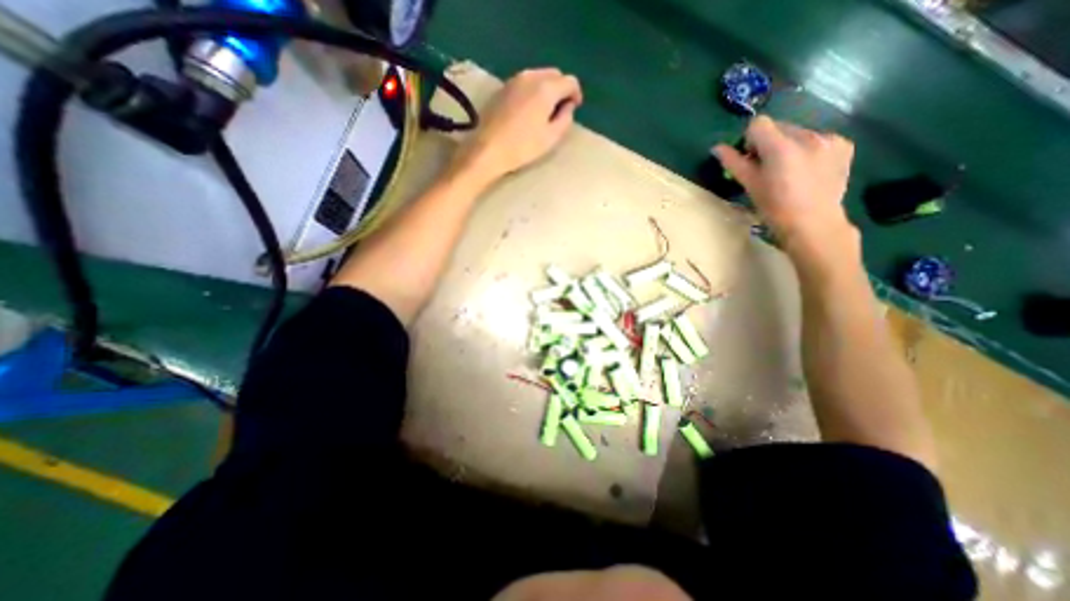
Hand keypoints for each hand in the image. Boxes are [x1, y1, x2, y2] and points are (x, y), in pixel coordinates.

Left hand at [450, 68, 582, 184]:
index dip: (576, 94)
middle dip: (561, 89)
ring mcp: (514, 80)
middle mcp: (531, 76)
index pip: (570, 81)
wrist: (488, 149)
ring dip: (546, 89)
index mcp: (546, 88)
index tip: (574, 109)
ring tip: (544, 111)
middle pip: (554, 74)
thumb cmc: (523, 146)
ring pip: (538, 76)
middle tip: (560, 110)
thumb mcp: (551, 137)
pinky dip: (532, 91)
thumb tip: (568, 106)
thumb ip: (565, 119)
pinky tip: (529, 110)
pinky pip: (525, 83)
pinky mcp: (502, 88)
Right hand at [714, 118, 859, 259]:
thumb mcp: (750, 185)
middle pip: (779, 127)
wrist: (813, 224)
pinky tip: (808, 171)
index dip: (750, 140)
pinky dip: (808, 150)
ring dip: (789, 147)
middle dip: (770, 143)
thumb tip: (717, 148)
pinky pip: (818, 139)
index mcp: (781, 147)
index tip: (751, 160)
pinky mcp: (844, 145)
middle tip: (768, 169)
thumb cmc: (775, 208)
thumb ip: (734, 163)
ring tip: (789, 172)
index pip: (758, 124)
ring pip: (798, 133)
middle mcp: (808, 136)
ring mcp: (829, 139)